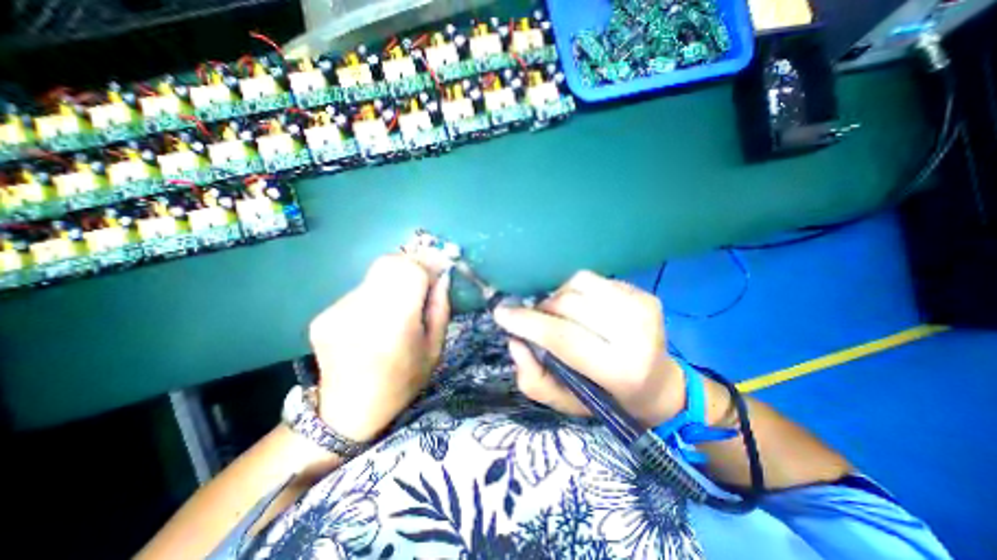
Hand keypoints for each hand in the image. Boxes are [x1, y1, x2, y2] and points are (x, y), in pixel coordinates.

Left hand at [311, 254, 453, 442]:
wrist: (348, 411)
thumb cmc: (402, 382)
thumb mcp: (435, 349)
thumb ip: (440, 309)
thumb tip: (443, 277)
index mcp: (394, 324)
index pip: (410, 270)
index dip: (428, 264)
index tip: (439, 271)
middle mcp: (361, 311)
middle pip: (389, 263)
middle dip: (411, 266)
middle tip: (422, 283)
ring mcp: (337, 311)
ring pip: (374, 275)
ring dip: (393, 282)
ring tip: (398, 307)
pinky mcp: (323, 314)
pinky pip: (359, 291)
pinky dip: (375, 296)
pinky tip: (375, 319)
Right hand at [491, 271, 685, 427]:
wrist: (656, 384)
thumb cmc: (605, 397)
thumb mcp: (563, 401)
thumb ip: (532, 378)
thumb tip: (515, 340)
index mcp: (619, 370)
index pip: (563, 337)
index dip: (528, 323)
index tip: (501, 314)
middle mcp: (637, 335)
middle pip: (568, 304)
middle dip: (542, 310)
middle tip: (538, 321)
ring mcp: (644, 308)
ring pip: (578, 283)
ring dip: (559, 297)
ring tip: (562, 314)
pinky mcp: (645, 294)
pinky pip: (593, 279)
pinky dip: (577, 290)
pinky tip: (584, 308)